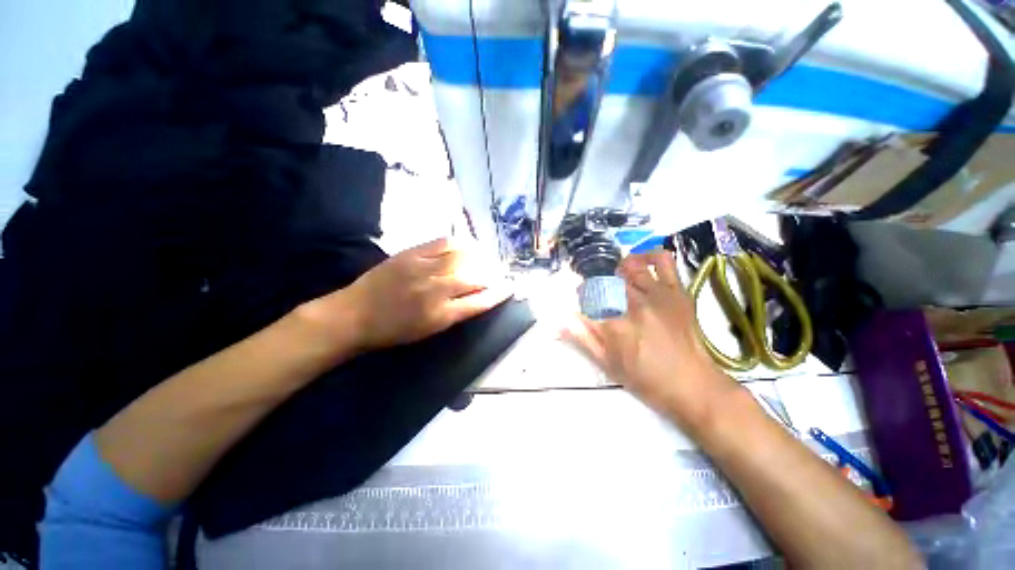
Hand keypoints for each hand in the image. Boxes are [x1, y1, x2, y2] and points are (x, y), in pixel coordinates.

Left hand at [306, 237, 511, 355]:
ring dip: (479, 257)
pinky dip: (459, 243)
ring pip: (462, 257)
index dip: (498, 293)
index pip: (480, 302)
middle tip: (498, 272)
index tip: (510, 287)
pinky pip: (443, 243)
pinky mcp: (411, 254)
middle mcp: (436, 291)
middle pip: (475, 277)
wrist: (355, 315)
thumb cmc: (393, 330)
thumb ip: (456, 313)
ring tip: (485, 258)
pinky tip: (466, 245)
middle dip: (492, 274)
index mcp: (441, 316)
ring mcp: (423, 269)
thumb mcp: (429, 331)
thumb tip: (478, 296)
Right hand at [563, 251, 739, 431]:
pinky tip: (640, 264)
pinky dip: (648, 256)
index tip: (581, 300)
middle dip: (596, 284)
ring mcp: (656, 293)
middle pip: (605, 279)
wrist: (693, 385)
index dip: (580, 295)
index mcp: (614, 324)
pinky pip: (662, 260)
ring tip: (616, 280)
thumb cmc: (646, 380)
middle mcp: (633, 303)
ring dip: (616, 270)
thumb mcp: (608, 365)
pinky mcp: (675, 290)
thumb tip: (560, 320)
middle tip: (600, 294)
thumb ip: (583, 338)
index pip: (586, 296)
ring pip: (628, 266)